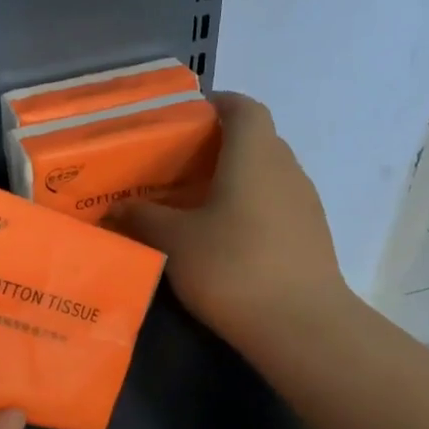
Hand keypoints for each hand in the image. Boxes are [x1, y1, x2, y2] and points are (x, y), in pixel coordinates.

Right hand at [109, 92, 348, 345]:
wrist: (299, 325)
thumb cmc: (231, 266)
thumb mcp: (173, 241)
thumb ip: (143, 217)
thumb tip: (117, 207)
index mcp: (254, 155)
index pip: (243, 107)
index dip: (217, 103)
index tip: (186, 116)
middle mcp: (285, 168)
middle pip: (255, 139)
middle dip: (218, 145)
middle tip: (177, 164)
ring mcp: (304, 202)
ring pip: (266, 174)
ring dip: (234, 178)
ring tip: (195, 202)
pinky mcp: (310, 235)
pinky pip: (275, 204)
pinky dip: (249, 206)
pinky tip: (223, 236)